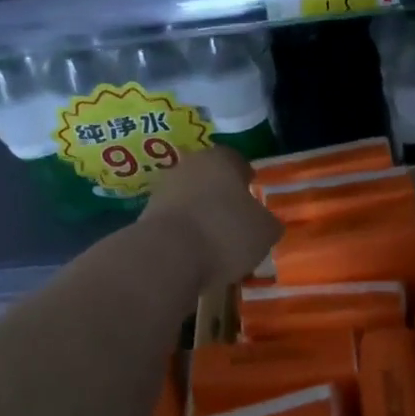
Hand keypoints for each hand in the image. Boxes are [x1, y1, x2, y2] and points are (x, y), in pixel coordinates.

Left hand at [140, 146, 281, 287]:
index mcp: (220, 159)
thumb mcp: (265, 231)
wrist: (167, 256)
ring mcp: (162, 190)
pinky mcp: (146, 216)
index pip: (237, 160)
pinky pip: (174, 222)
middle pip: (209, 178)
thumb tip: (266, 223)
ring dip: (200, 215)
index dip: (246, 178)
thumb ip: (268, 223)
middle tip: (236, 219)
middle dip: (221, 195)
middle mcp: (188, 166)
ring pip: (189, 199)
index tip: (252, 193)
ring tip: (216, 242)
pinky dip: (184, 234)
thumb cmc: (226, 232)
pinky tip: (195, 254)